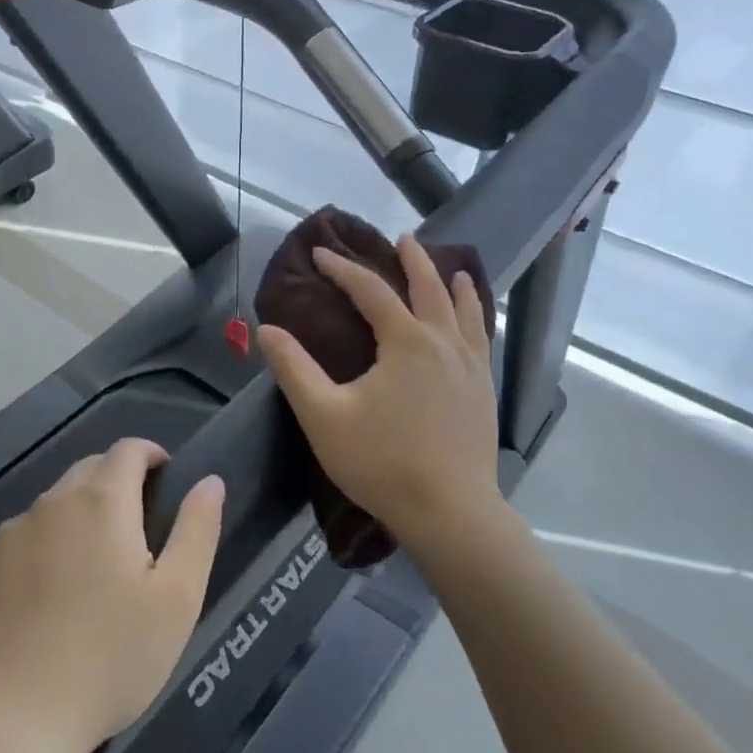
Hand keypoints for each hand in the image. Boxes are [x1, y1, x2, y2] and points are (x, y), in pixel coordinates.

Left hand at [0, 439, 224, 752]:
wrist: (10, 718)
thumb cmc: (109, 658)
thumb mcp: (177, 599)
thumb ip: (197, 530)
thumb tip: (209, 481)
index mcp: (101, 501)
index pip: (127, 450)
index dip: (151, 455)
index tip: (166, 479)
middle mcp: (53, 502)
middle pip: (90, 470)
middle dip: (118, 482)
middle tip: (140, 528)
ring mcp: (12, 534)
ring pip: (56, 503)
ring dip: (82, 514)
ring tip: (98, 566)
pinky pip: (26, 536)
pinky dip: (48, 544)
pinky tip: (53, 594)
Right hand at [258, 234, 505, 554]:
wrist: (451, 513)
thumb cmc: (382, 462)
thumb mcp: (324, 416)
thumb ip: (293, 369)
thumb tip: (267, 329)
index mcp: (406, 342)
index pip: (371, 291)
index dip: (343, 269)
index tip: (320, 254)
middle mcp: (444, 343)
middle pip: (429, 289)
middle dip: (413, 261)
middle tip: (402, 239)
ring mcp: (471, 367)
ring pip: (465, 311)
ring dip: (455, 285)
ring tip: (454, 270)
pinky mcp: (484, 391)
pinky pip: (481, 339)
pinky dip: (476, 318)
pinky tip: (473, 325)